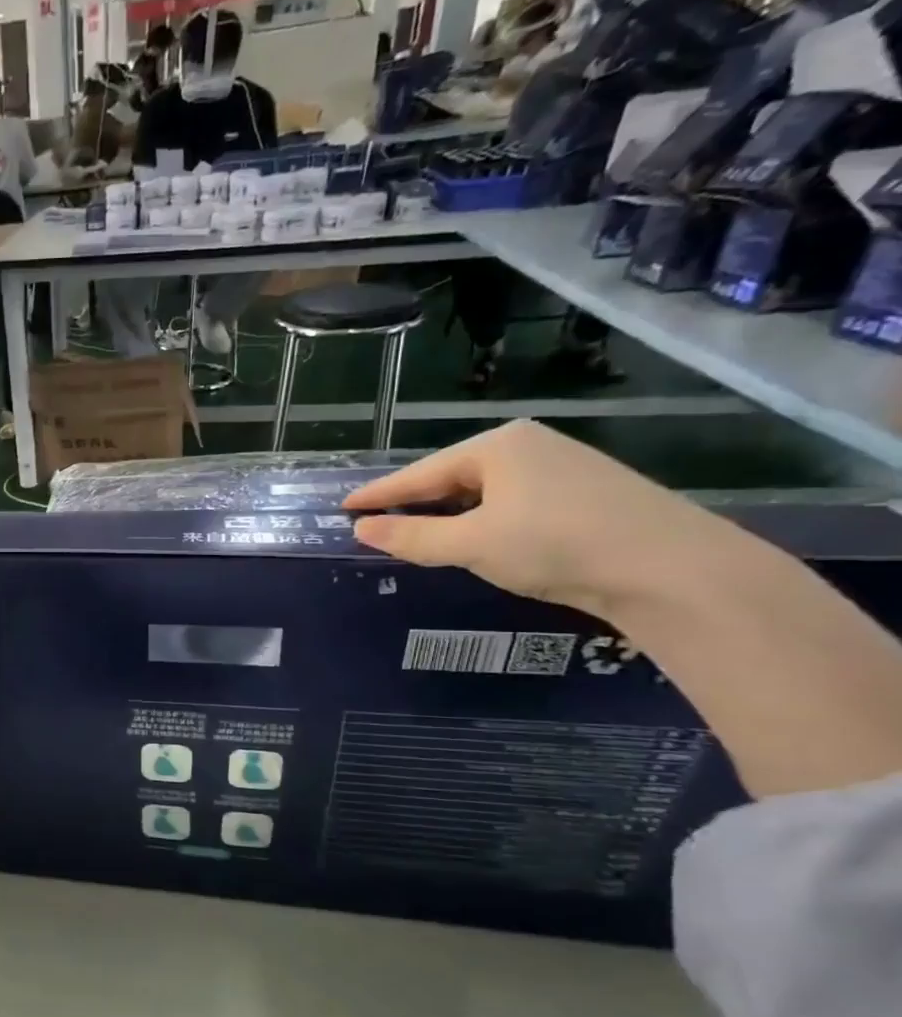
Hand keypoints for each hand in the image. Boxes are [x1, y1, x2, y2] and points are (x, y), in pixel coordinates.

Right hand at [342, 420, 741, 619]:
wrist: (674, 570)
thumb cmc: (556, 545)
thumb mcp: (470, 544)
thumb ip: (411, 535)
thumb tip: (360, 529)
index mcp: (497, 446)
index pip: (419, 473)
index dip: (378, 494)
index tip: (342, 507)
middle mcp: (529, 446)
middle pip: (452, 477)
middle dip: (415, 502)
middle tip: (377, 524)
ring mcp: (563, 468)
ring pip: (484, 492)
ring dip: (450, 514)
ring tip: (419, 534)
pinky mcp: (587, 495)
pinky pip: (513, 502)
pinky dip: (484, 520)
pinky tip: (479, 539)